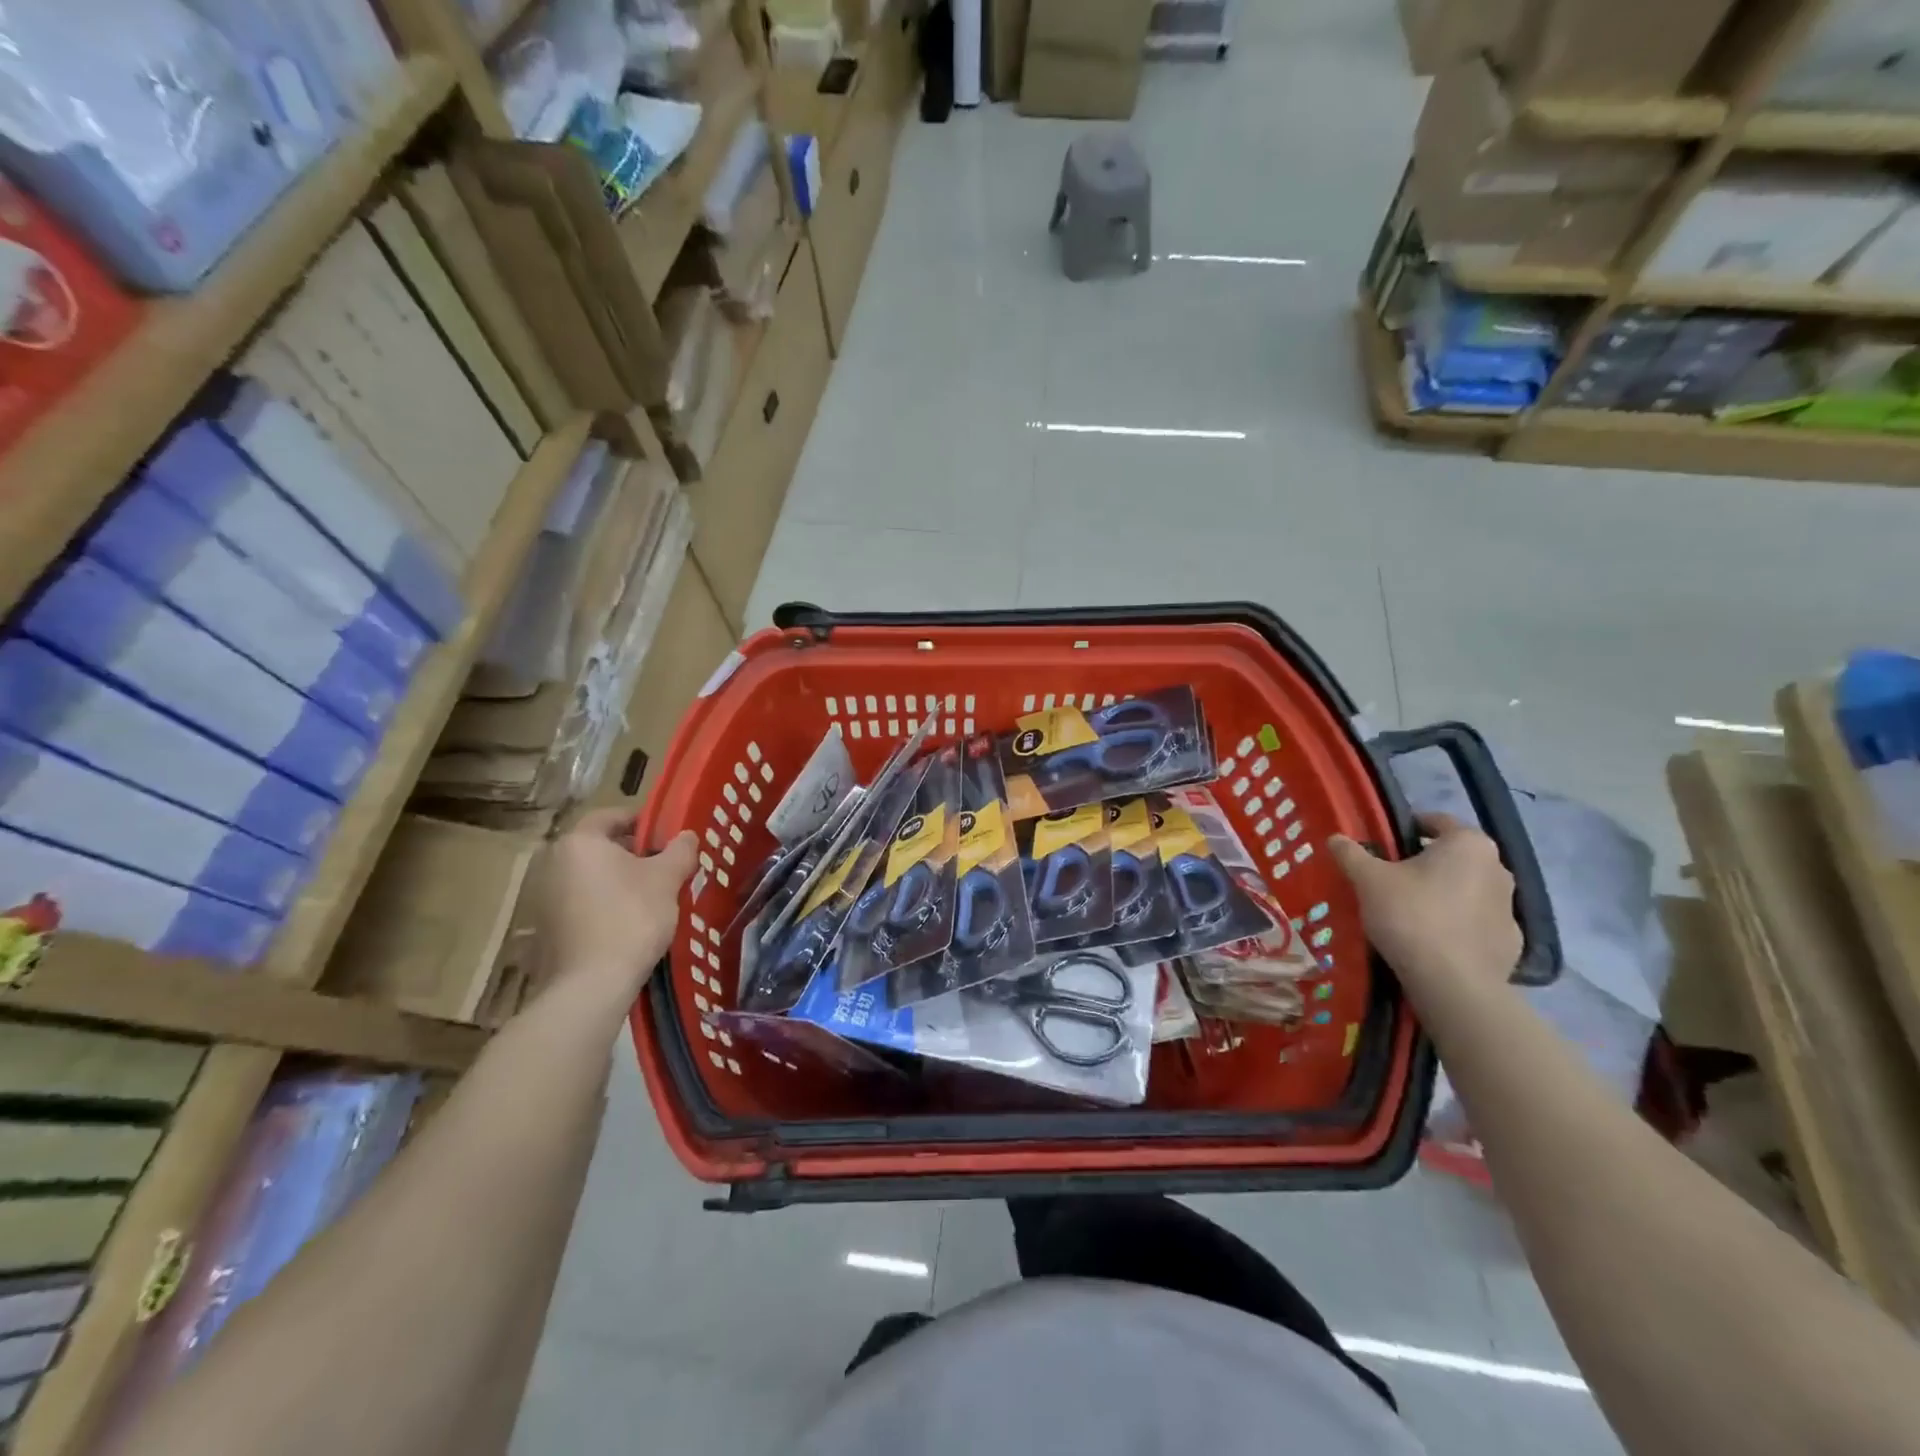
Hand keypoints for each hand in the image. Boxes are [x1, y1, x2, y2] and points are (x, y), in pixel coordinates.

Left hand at [534, 811, 697, 1002]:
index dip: (642, 821)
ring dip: (617, 881)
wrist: (591, 984)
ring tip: (651, 897)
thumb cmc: (631, 916)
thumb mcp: (667, 878)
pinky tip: (628, 924)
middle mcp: (553, 863)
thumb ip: (680, 850)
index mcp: (579, 842)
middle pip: (599, 847)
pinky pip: (580, 904)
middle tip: (664, 867)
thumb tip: (687, 836)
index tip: (667, 835)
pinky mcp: (544, 929)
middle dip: (632, 854)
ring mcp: (543, 898)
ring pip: (590, 877)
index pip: (611, 816)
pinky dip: (603, 905)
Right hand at [1328, 813, 1520, 991]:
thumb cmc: (1411, 915)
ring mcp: (1510, 908)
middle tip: (1390, 879)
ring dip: (1443, 893)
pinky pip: (1477, 922)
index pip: (1436, 822)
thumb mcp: (1368, 879)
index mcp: (1469, 844)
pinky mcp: (1511, 942)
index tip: (1382, 846)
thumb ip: (1351, 853)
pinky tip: (1432, 940)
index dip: (1406, 829)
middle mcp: (1498, 868)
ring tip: (1409, 912)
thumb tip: (1336, 838)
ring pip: (1467, 889)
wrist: (1452, 983)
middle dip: (1424, 863)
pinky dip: (1457, 924)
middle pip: (1453, 856)